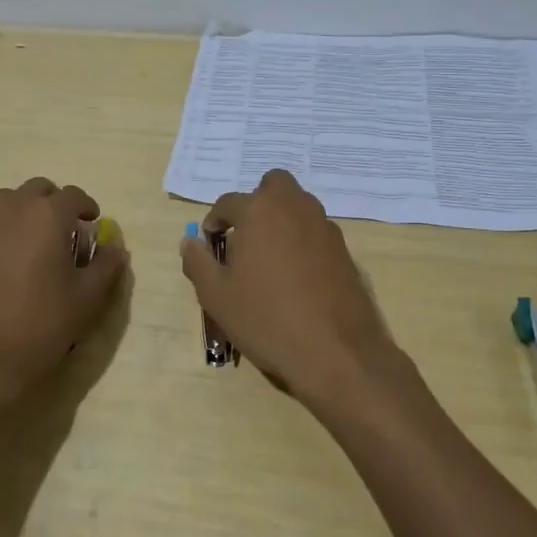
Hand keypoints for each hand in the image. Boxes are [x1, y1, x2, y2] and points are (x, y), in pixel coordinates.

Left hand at [0, 178, 127, 429]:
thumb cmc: (39, 325)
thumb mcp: (87, 299)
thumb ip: (106, 266)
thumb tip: (114, 249)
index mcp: (46, 215)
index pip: (73, 195)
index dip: (87, 207)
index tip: (93, 224)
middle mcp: (10, 211)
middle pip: (37, 190)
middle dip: (55, 204)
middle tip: (66, 232)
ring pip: (7, 204)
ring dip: (26, 214)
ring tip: (36, 246)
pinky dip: (3, 236)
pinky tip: (8, 270)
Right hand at [180, 169, 411, 417]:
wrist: (336, 351)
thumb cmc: (266, 319)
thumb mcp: (217, 296)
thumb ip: (198, 262)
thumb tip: (191, 242)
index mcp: (259, 211)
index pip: (228, 202)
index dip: (215, 221)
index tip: (211, 244)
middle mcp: (294, 207)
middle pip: (273, 185)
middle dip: (256, 202)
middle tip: (245, 237)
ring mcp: (325, 227)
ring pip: (298, 206)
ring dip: (281, 219)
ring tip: (269, 259)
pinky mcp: (345, 250)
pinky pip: (316, 232)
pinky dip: (302, 241)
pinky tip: (296, 277)